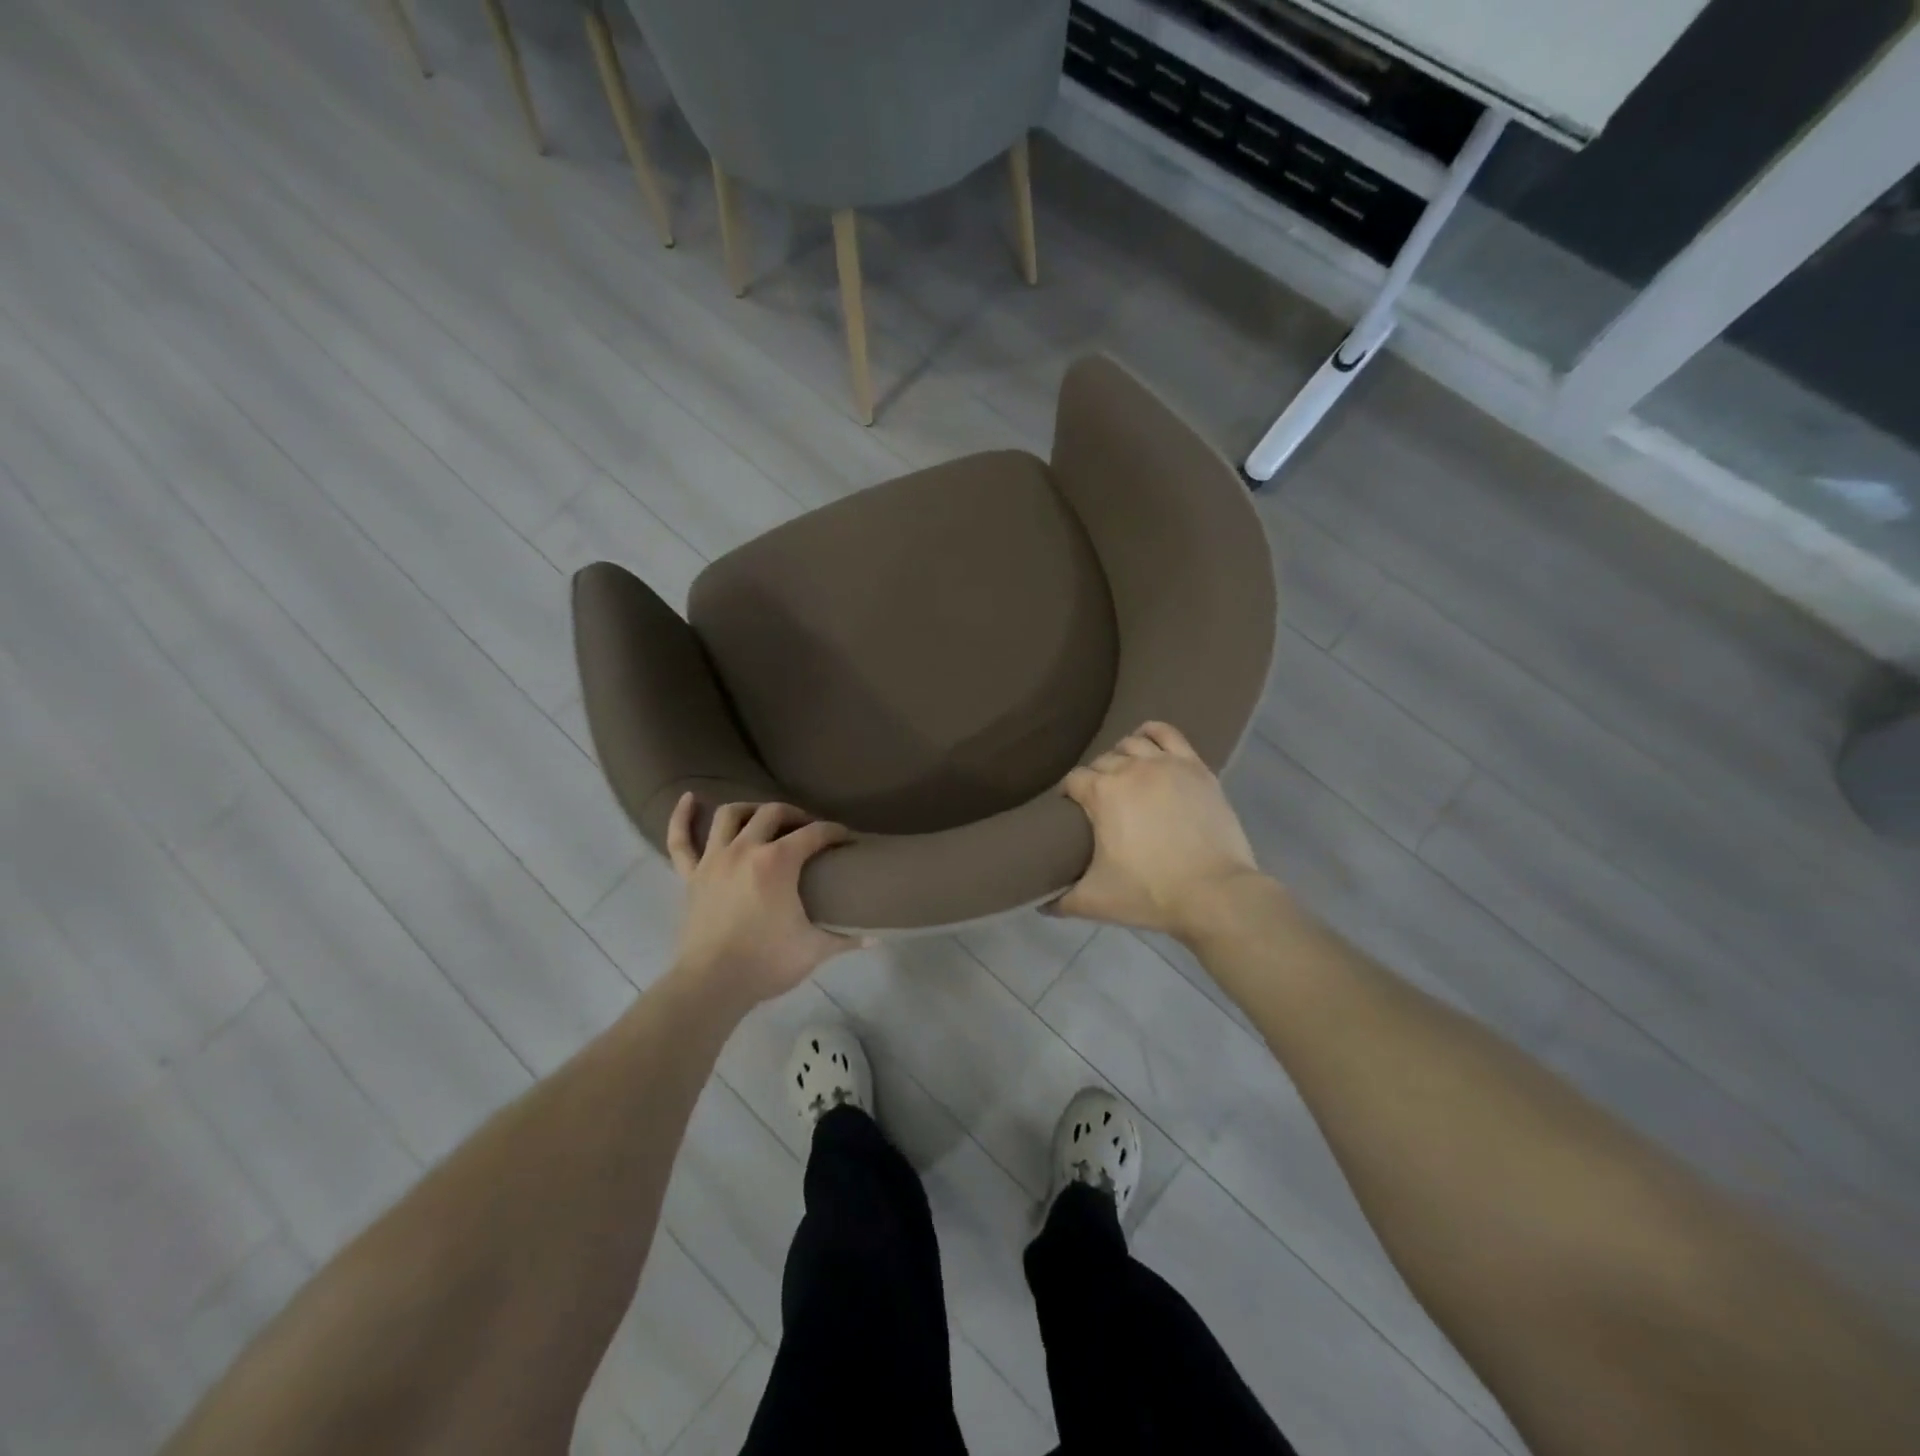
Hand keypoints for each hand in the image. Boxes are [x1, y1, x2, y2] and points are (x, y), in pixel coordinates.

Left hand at [665, 794, 862, 1008]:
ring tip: (763, 817)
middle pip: (773, 813)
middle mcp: (745, 849)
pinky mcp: (690, 876)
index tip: (846, 839)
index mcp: (778, 862)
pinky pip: (681, 840)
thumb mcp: (815, 949)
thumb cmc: (767, 963)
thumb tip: (876, 937)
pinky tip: (690, 798)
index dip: (834, 832)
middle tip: (808, 830)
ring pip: (730, 816)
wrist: (711, 985)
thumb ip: (846, 938)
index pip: (814, 833)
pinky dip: (682, 817)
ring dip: (750, 809)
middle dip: (796, 815)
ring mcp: (714, 860)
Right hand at [1055, 721, 1263, 937]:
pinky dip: (1153, 733)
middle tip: (1100, 803)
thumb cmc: (1150, 893)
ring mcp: (1166, 764)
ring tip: (1125, 776)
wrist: (1214, 894)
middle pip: (1102, 761)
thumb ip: (1061, 901)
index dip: (1068, 794)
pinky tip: (1148, 742)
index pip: (1073, 780)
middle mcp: (1131, 768)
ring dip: (1123, 756)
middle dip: (1096, 778)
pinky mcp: (1196, 768)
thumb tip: (1041, 903)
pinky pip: (1169, 735)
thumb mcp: (1095, 901)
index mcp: (1102, 793)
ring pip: (1133, 743)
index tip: (1070, 811)